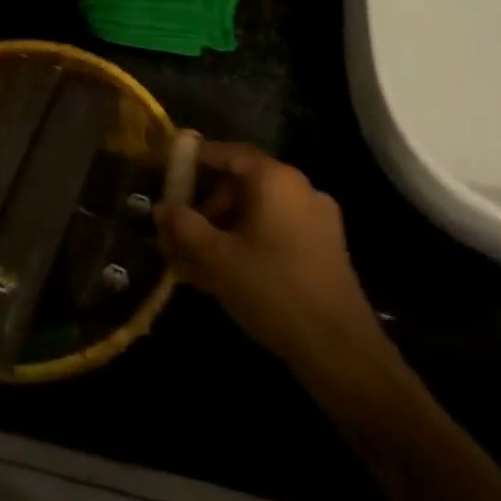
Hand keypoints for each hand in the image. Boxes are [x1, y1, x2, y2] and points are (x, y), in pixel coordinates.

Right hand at [155, 143, 385, 371]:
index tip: (170, 168)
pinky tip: (228, 273)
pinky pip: (277, 230)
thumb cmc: (271, 289)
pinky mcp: (325, 247)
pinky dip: (248, 241)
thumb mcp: (216, 257)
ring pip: (258, 211)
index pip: (228, 153)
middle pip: (242, 183)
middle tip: (181, 231)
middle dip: (207, 205)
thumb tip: (161, 207)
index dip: (196, 158)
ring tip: (197, 261)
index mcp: (275, 180)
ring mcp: (317, 219)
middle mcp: (300, 188)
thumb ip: (184, 226)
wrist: (338, 347)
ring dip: (225, 228)